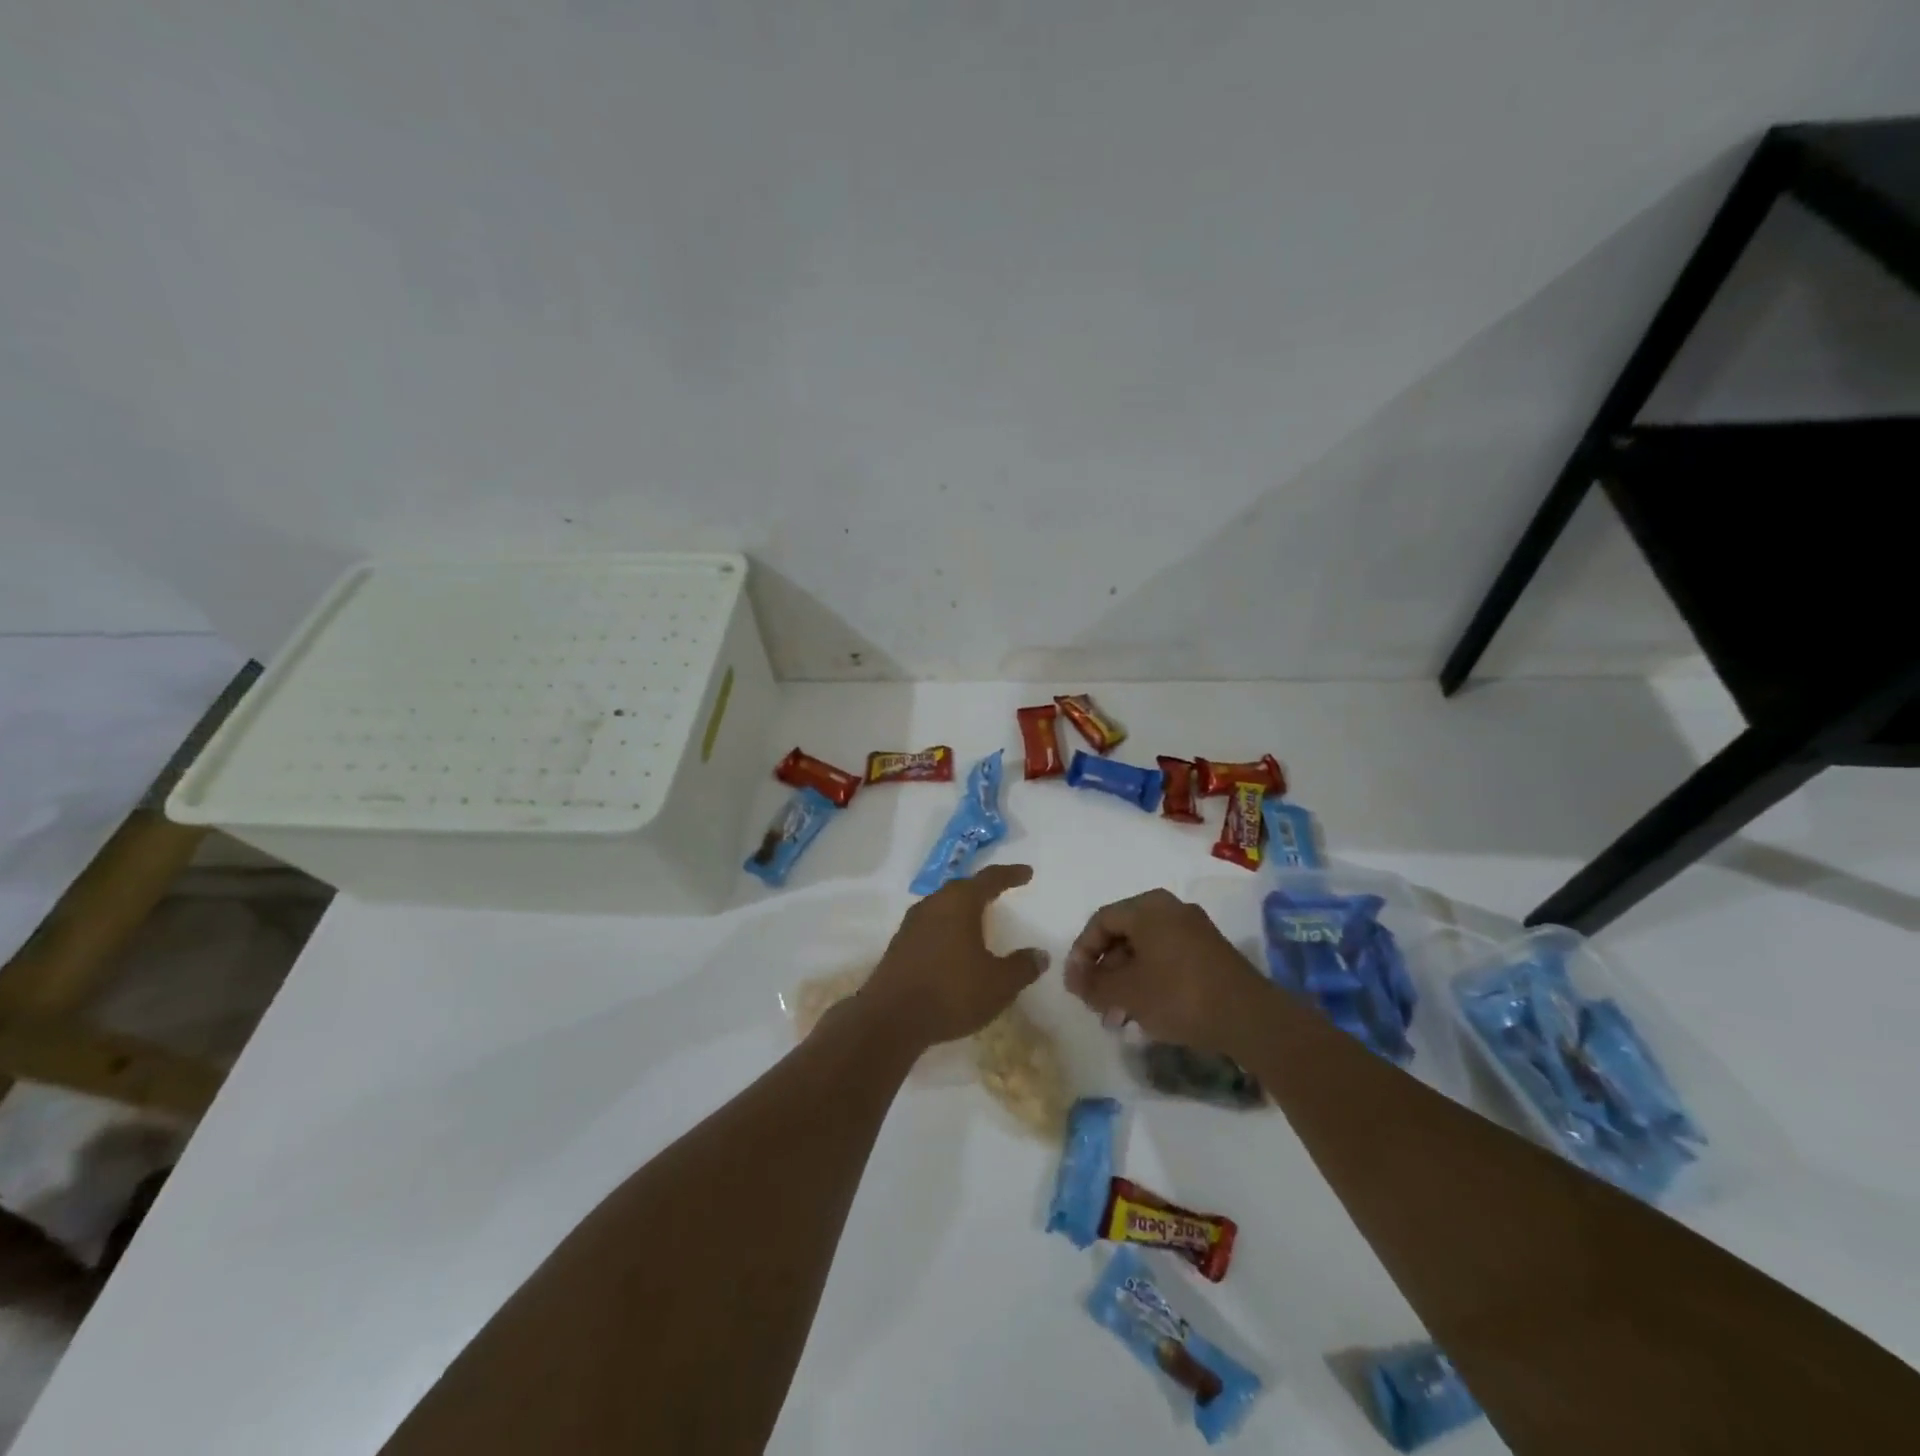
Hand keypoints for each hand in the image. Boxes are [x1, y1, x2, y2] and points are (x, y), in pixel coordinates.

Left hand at [857, 865, 1048, 1049]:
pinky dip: (947, 928)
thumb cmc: (951, 992)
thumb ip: (1022, 967)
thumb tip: (1039, 954)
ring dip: (962, 909)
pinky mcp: (899, 945)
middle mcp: (933, 904)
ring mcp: (911, 924)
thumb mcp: (998, 984)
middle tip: (1001, 891)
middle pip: (962, 888)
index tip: (1026, 873)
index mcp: (959, 903)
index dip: (1010, 875)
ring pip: (943, 906)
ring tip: (978, 917)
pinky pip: (930, 926)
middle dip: (983, 889)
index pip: (989, 879)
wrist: (891, 1019)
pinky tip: (953, 945)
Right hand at [1063, 888, 1269, 1056]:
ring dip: (1126, 980)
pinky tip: (1147, 1012)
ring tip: (1119, 1015)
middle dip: (1105, 970)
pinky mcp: (1210, 953)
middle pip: (1124, 934)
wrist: (1250, 1018)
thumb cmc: (1179, 995)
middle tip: (1096, 1002)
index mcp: (1147, 907)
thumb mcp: (1126, 993)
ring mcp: (1194, 930)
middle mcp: (1171, 909)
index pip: (1100, 921)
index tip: (1076, 985)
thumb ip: (1093, 985)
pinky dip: (1150, 980)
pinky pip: (1168, 958)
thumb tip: (1074, 979)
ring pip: (1146, 950)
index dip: (1081, 952)